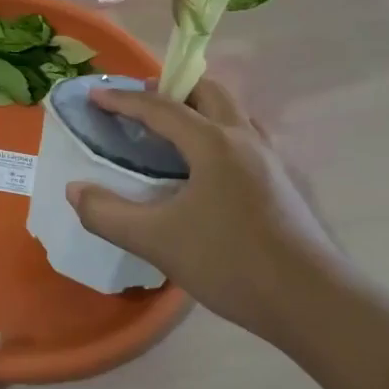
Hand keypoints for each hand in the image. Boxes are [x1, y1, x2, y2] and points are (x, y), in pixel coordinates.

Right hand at [65, 80, 346, 342]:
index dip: (123, 99)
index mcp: (213, 143)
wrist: (313, 302)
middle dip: (172, 87)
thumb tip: (75, 190)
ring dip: (201, 107)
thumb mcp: (157, 241)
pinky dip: (221, 132)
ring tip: (174, 129)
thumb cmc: (231, 263)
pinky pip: (247, 137)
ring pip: (233, 111)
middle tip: (142, 103)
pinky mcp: (285, 182)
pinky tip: (210, 167)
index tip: (95, 94)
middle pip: (209, 91)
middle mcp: (245, 138)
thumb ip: (107, 214)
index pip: (160, 107)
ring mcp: (272, 159)